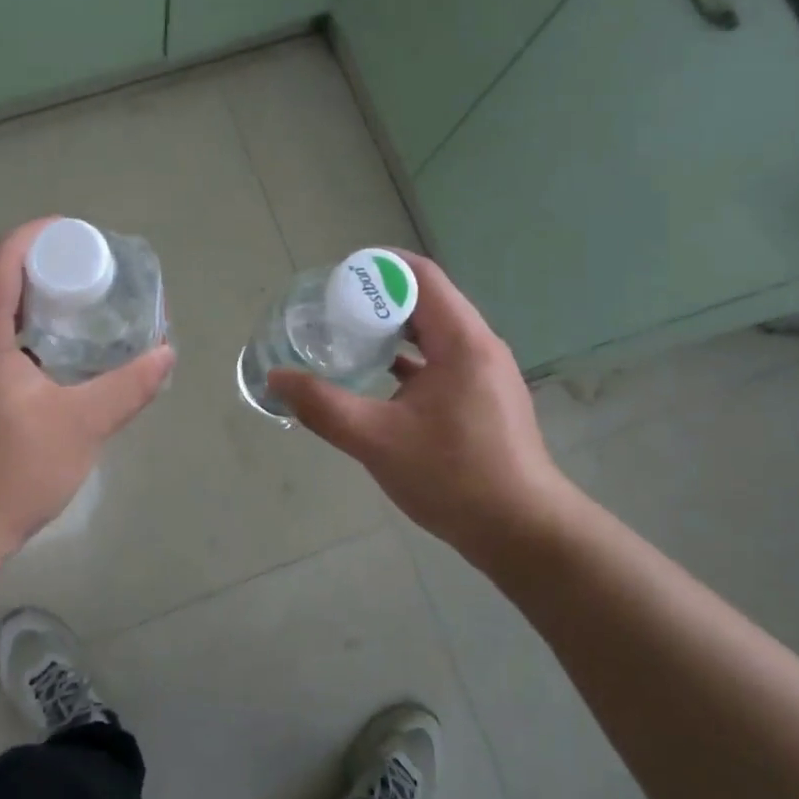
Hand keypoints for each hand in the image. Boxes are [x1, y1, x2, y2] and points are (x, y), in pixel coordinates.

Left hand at [0, 219, 175, 587]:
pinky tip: (45, 352)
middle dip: (38, 264)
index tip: (78, 235)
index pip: (0, 259)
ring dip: (24, 296)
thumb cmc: (13, 473)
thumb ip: (128, 386)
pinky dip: (11, 326)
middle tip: (87, 272)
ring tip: (73, 306)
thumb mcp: (82, 426)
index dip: (37, 236)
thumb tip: (166, 353)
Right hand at [267, 253, 570, 567]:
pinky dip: (408, 358)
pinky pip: (441, 359)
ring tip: (348, 336)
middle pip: (426, 300)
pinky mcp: (483, 397)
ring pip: (433, 332)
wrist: (521, 532)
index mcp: (462, 341)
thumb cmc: (452, 477)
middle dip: (377, 298)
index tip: (336, 278)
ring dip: (393, 328)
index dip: (377, 267)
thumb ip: (322, 406)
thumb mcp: (376, 439)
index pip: (420, 276)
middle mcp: (478, 346)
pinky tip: (377, 375)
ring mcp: (485, 372)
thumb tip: (277, 379)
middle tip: (332, 309)